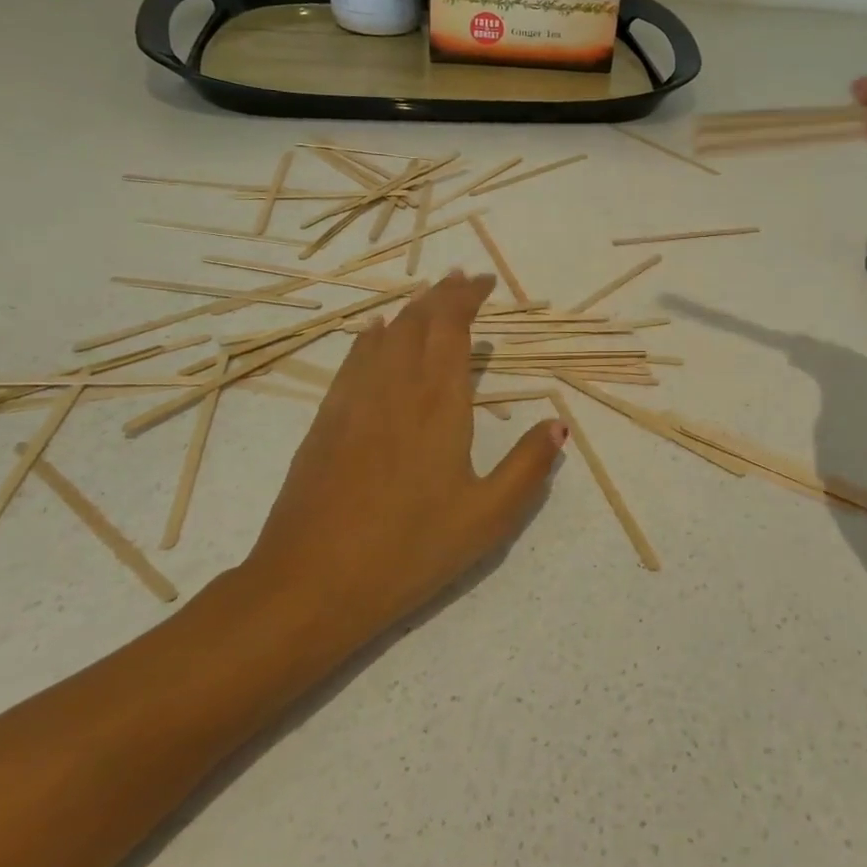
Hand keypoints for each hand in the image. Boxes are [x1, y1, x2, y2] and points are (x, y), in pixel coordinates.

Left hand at [241, 271, 566, 648]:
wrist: (308, 586)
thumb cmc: (408, 551)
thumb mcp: (486, 518)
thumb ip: (528, 467)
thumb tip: (558, 425)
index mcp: (437, 402)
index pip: (450, 325)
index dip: (467, 296)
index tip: (486, 282)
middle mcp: (394, 387)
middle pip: (417, 320)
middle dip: (442, 294)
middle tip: (464, 280)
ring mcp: (353, 401)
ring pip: (383, 334)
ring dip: (411, 309)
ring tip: (430, 299)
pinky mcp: (326, 421)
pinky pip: (354, 359)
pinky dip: (373, 336)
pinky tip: (376, 335)